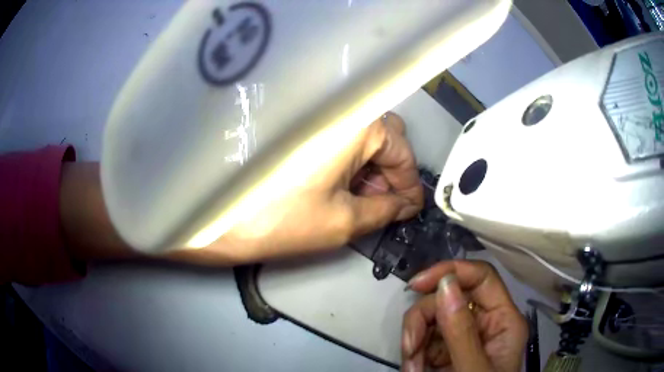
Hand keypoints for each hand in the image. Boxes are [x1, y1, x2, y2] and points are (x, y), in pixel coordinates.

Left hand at [60, 113, 422, 264]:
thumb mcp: (341, 222)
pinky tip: (340, 188)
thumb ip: (384, 211)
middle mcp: (334, 107)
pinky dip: (346, 163)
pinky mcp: (294, 123)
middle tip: (384, 207)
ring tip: (360, 203)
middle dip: (389, 174)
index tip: (410, 209)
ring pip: (359, 137)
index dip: (409, 183)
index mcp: (353, 123)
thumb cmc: (275, 219)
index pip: (401, 149)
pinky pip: (336, 138)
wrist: (208, 214)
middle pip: (383, 137)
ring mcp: (312, 112)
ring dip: (367, 170)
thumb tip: (405, 205)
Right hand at [401, 261, 527, 371]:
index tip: (417, 284)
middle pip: (448, 298)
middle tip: (410, 349)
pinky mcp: (444, 351)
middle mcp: (483, 324)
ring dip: (414, 342)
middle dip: (423, 321)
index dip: (452, 271)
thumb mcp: (473, 370)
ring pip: (430, 318)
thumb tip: (445, 284)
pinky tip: (414, 370)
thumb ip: (461, 332)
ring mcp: (462, 338)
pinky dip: (412, 353)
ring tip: (413, 369)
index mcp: (502, 321)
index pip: (482, 277)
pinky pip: (422, 338)